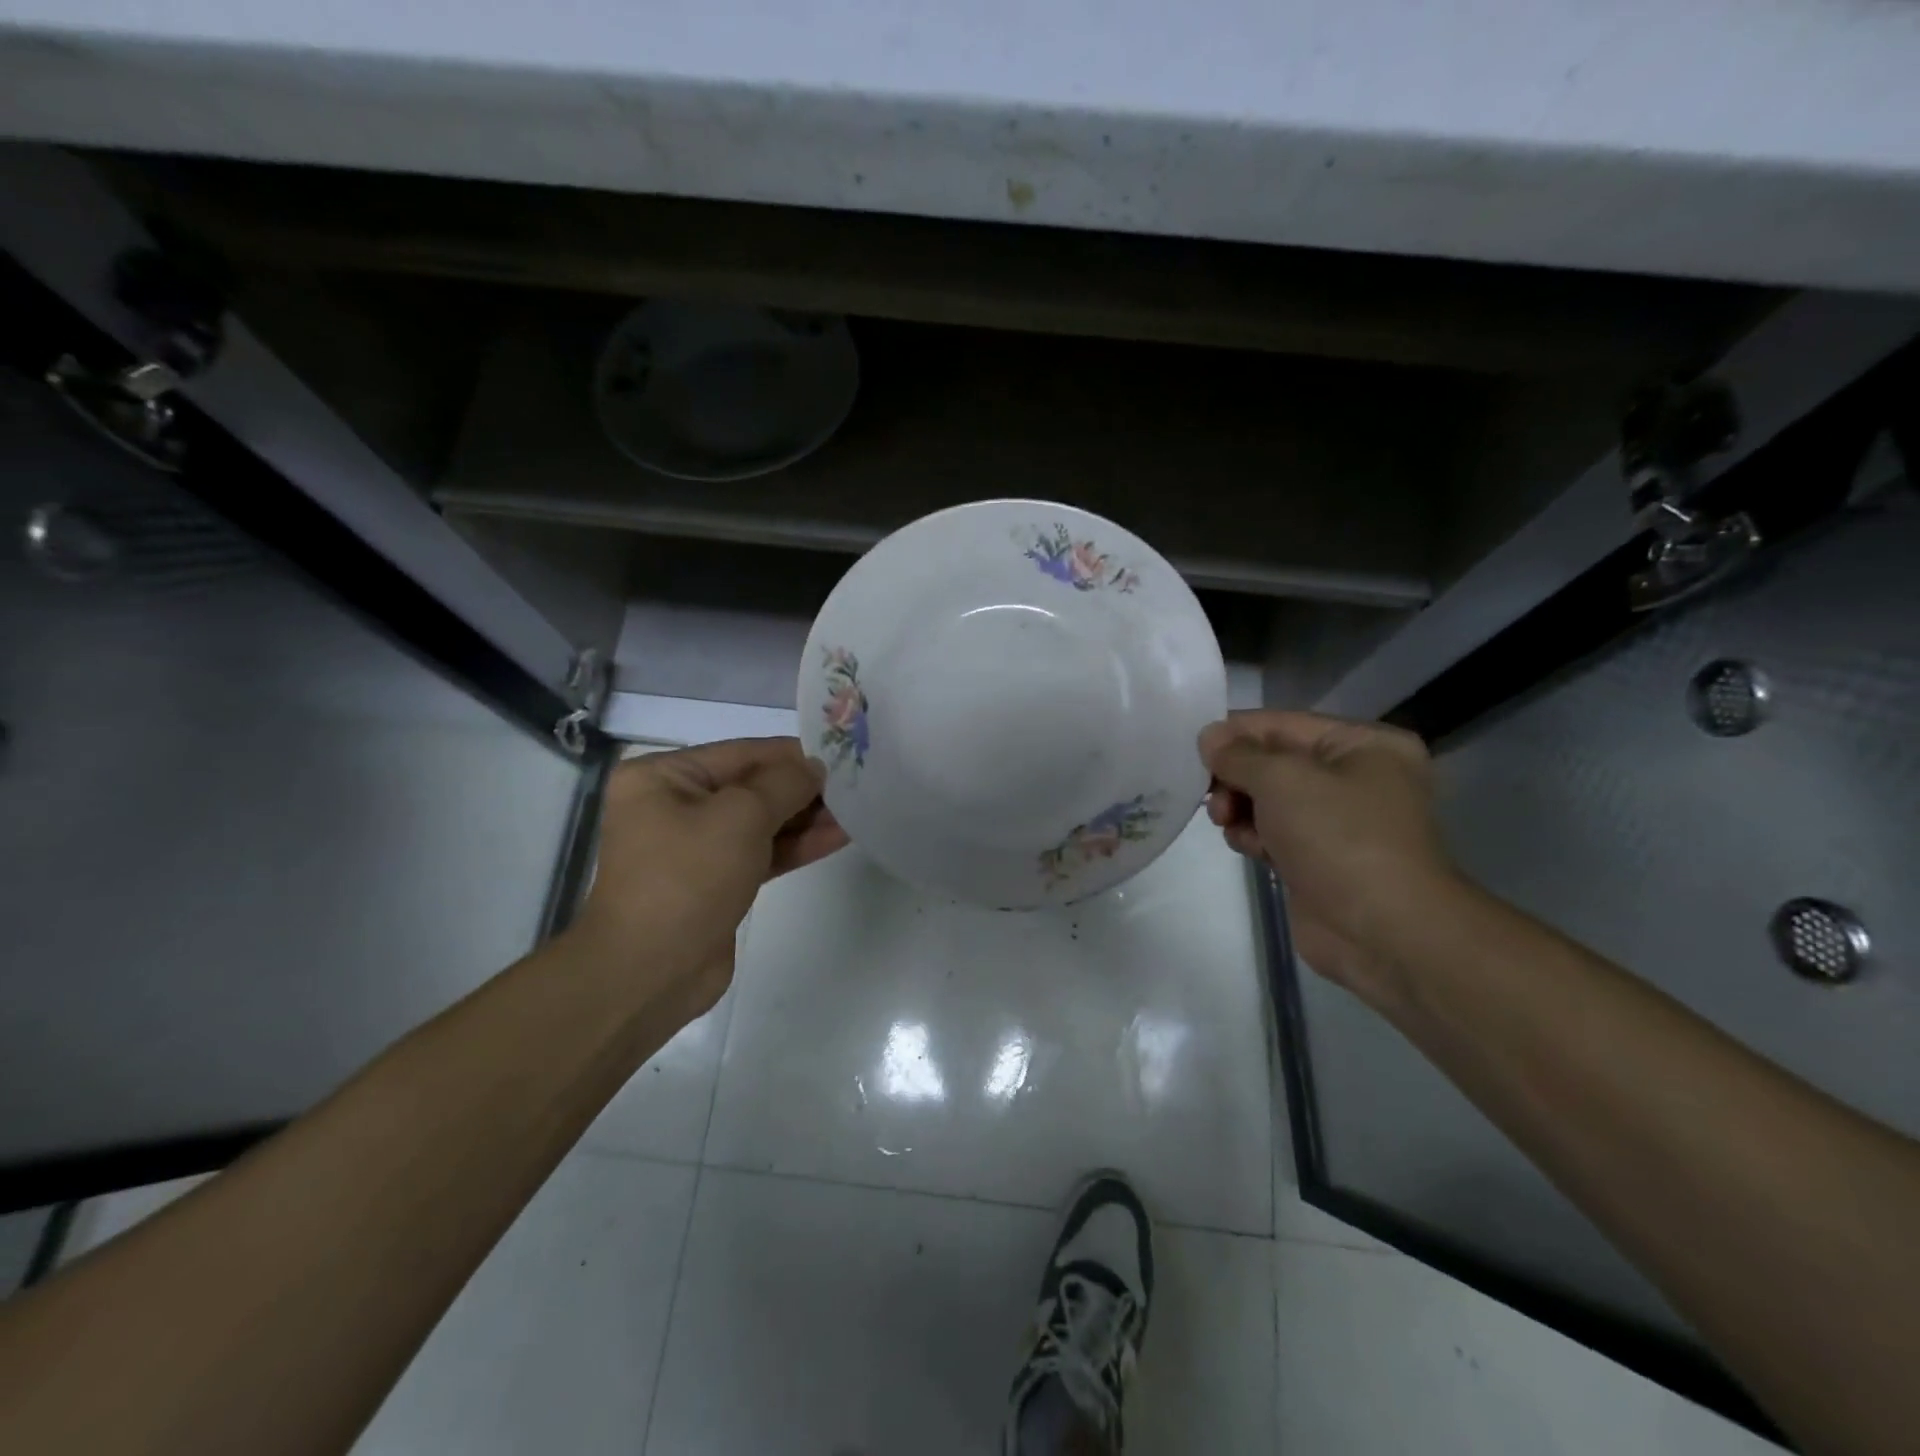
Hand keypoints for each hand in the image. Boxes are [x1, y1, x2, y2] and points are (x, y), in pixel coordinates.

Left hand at [568, 738, 848, 1019]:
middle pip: (751, 786)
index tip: (840, 754)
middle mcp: (673, 805)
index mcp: (662, 777)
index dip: (791, 754)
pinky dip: (795, 845)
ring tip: (855, 810)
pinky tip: (837, 837)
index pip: (740, 753)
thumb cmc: (689, 877)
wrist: (652, 971)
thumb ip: (784, 783)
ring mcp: (694, 846)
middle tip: (854, 784)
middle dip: (802, 788)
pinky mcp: (715, 881)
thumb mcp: (741, 816)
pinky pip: (760, 852)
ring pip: (760, 822)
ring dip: (805, 818)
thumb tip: (814, 767)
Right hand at [1199, 711, 1454, 1007]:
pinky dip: (1253, 836)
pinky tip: (1248, 848)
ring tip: (1228, 823)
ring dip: (1240, 808)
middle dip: (1236, 777)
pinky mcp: (1319, 859)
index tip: (1193, 749)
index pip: (1282, 724)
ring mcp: (1338, 822)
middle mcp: (1355, 777)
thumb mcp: (1282, 779)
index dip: (1235, 733)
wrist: (1383, 931)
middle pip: (1272, 762)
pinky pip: (1273, 833)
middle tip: (1212, 796)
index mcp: (1363, 745)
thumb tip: (1208, 736)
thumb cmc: (1339, 838)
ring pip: (1268, 800)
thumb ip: (1238, 754)